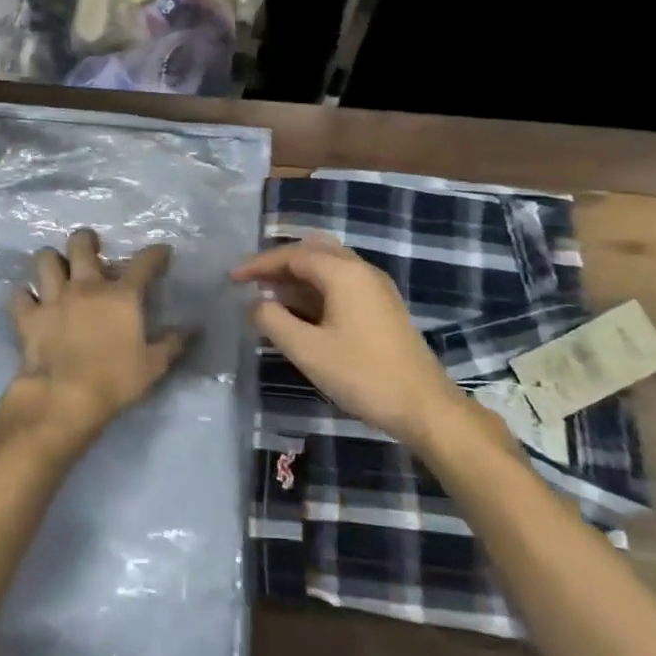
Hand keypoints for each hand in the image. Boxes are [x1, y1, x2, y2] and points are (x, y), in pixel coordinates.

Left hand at [2, 228, 191, 445]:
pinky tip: (31, 301)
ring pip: (45, 260)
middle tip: (91, 248)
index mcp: (121, 295)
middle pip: (81, 244)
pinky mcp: (28, 316)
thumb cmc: (115, 380)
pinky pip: (20, 295)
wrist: (64, 398)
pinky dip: (25, 296)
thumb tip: (194, 327)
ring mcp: (53, 298)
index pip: (144, 262)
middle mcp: (86, 286)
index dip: (155, 253)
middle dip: (86, 240)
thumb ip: (174, 343)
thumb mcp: (153, 365)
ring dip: (52, 261)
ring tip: (57, 269)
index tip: (162, 252)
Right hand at [232, 236, 455, 447]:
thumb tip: (254, 303)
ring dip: (297, 275)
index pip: (292, 255)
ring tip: (269, 295)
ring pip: (328, 265)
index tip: (232, 279)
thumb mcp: (307, 350)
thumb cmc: (362, 374)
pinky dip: (315, 287)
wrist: (424, 405)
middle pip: (312, 250)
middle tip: (251, 281)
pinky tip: (300, 311)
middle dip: (279, 263)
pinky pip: (341, 282)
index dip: (259, 264)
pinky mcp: (382, 306)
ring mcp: (375, 287)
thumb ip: (273, 321)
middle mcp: (361, 269)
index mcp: (343, 272)